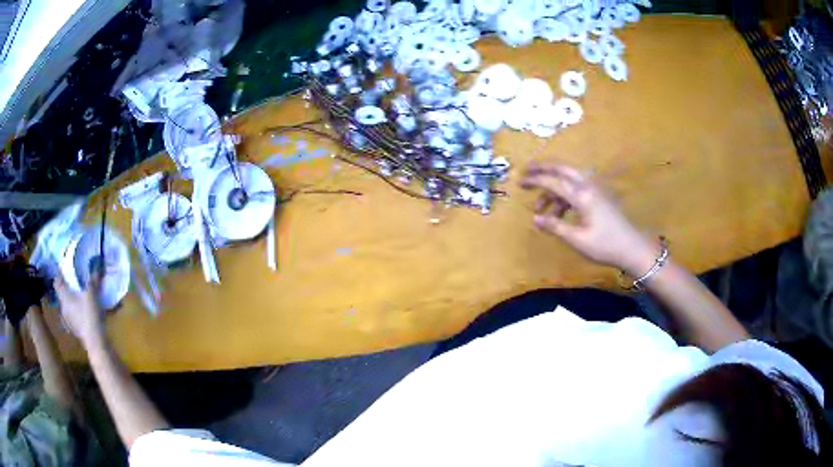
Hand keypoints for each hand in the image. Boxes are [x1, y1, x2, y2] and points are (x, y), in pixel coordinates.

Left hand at [54, 274, 105, 347]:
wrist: (95, 341)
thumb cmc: (89, 314)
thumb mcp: (92, 294)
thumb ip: (93, 281)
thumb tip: (96, 269)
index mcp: (64, 296)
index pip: (57, 282)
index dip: (59, 275)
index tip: (64, 270)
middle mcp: (63, 307)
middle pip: (61, 294)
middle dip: (66, 288)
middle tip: (74, 283)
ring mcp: (68, 320)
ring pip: (66, 306)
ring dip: (71, 301)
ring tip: (79, 299)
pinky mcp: (74, 329)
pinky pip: (72, 316)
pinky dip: (76, 312)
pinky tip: (83, 313)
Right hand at [520, 162, 658, 275]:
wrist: (633, 248)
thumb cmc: (605, 245)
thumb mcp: (578, 240)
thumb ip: (556, 226)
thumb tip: (536, 218)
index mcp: (582, 195)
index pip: (553, 181)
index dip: (535, 180)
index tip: (519, 181)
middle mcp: (588, 186)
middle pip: (562, 168)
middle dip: (543, 168)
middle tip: (526, 172)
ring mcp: (595, 189)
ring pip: (569, 178)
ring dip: (553, 186)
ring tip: (540, 207)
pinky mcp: (599, 196)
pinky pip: (577, 187)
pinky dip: (564, 195)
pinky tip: (559, 213)